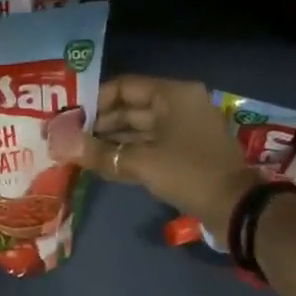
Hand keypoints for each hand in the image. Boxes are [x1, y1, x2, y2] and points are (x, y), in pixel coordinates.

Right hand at [78, 76, 258, 227]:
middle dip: (99, 123)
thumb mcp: (141, 162)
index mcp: (173, 95)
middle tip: (67, 137)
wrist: (236, 208)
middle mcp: (179, 105)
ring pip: (139, 129)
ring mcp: (183, 129)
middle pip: (131, 108)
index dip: (94, 100)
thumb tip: (60, 145)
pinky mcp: (185, 152)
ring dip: (110, 140)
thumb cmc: (189, 173)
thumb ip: (99, 152)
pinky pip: (149, 145)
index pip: (124, 87)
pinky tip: (101, 163)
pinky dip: (127, 153)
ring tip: (78, 152)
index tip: (67, 116)